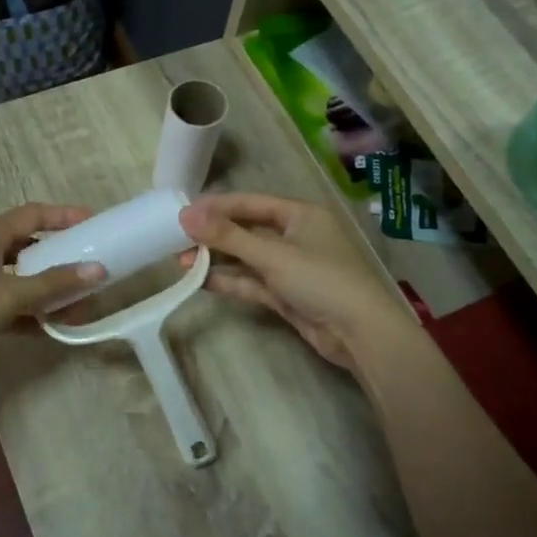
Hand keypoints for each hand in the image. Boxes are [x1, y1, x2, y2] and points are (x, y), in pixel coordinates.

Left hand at [0, 202, 100, 357]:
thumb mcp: (9, 296)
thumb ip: (53, 284)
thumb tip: (98, 270)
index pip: (32, 214)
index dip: (63, 215)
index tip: (93, 222)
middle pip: (27, 245)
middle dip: (58, 256)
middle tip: (87, 265)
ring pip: (17, 276)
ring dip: (44, 288)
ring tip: (75, 302)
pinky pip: (6, 300)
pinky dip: (27, 310)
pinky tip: (48, 327)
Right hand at [178, 193, 413, 370]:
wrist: (359, 333)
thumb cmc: (321, 280)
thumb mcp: (272, 254)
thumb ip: (227, 236)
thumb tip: (186, 215)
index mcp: (300, 215)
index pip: (251, 203)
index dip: (217, 206)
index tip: (184, 211)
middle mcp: (296, 236)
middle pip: (247, 230)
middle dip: (213, 235)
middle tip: (177, 239)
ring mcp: (291, 267)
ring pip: (247, 258)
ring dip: (218, 259)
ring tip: (181, 261)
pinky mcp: (287, 294)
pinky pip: (253, 282)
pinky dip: (230, 281)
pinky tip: (202, 281)